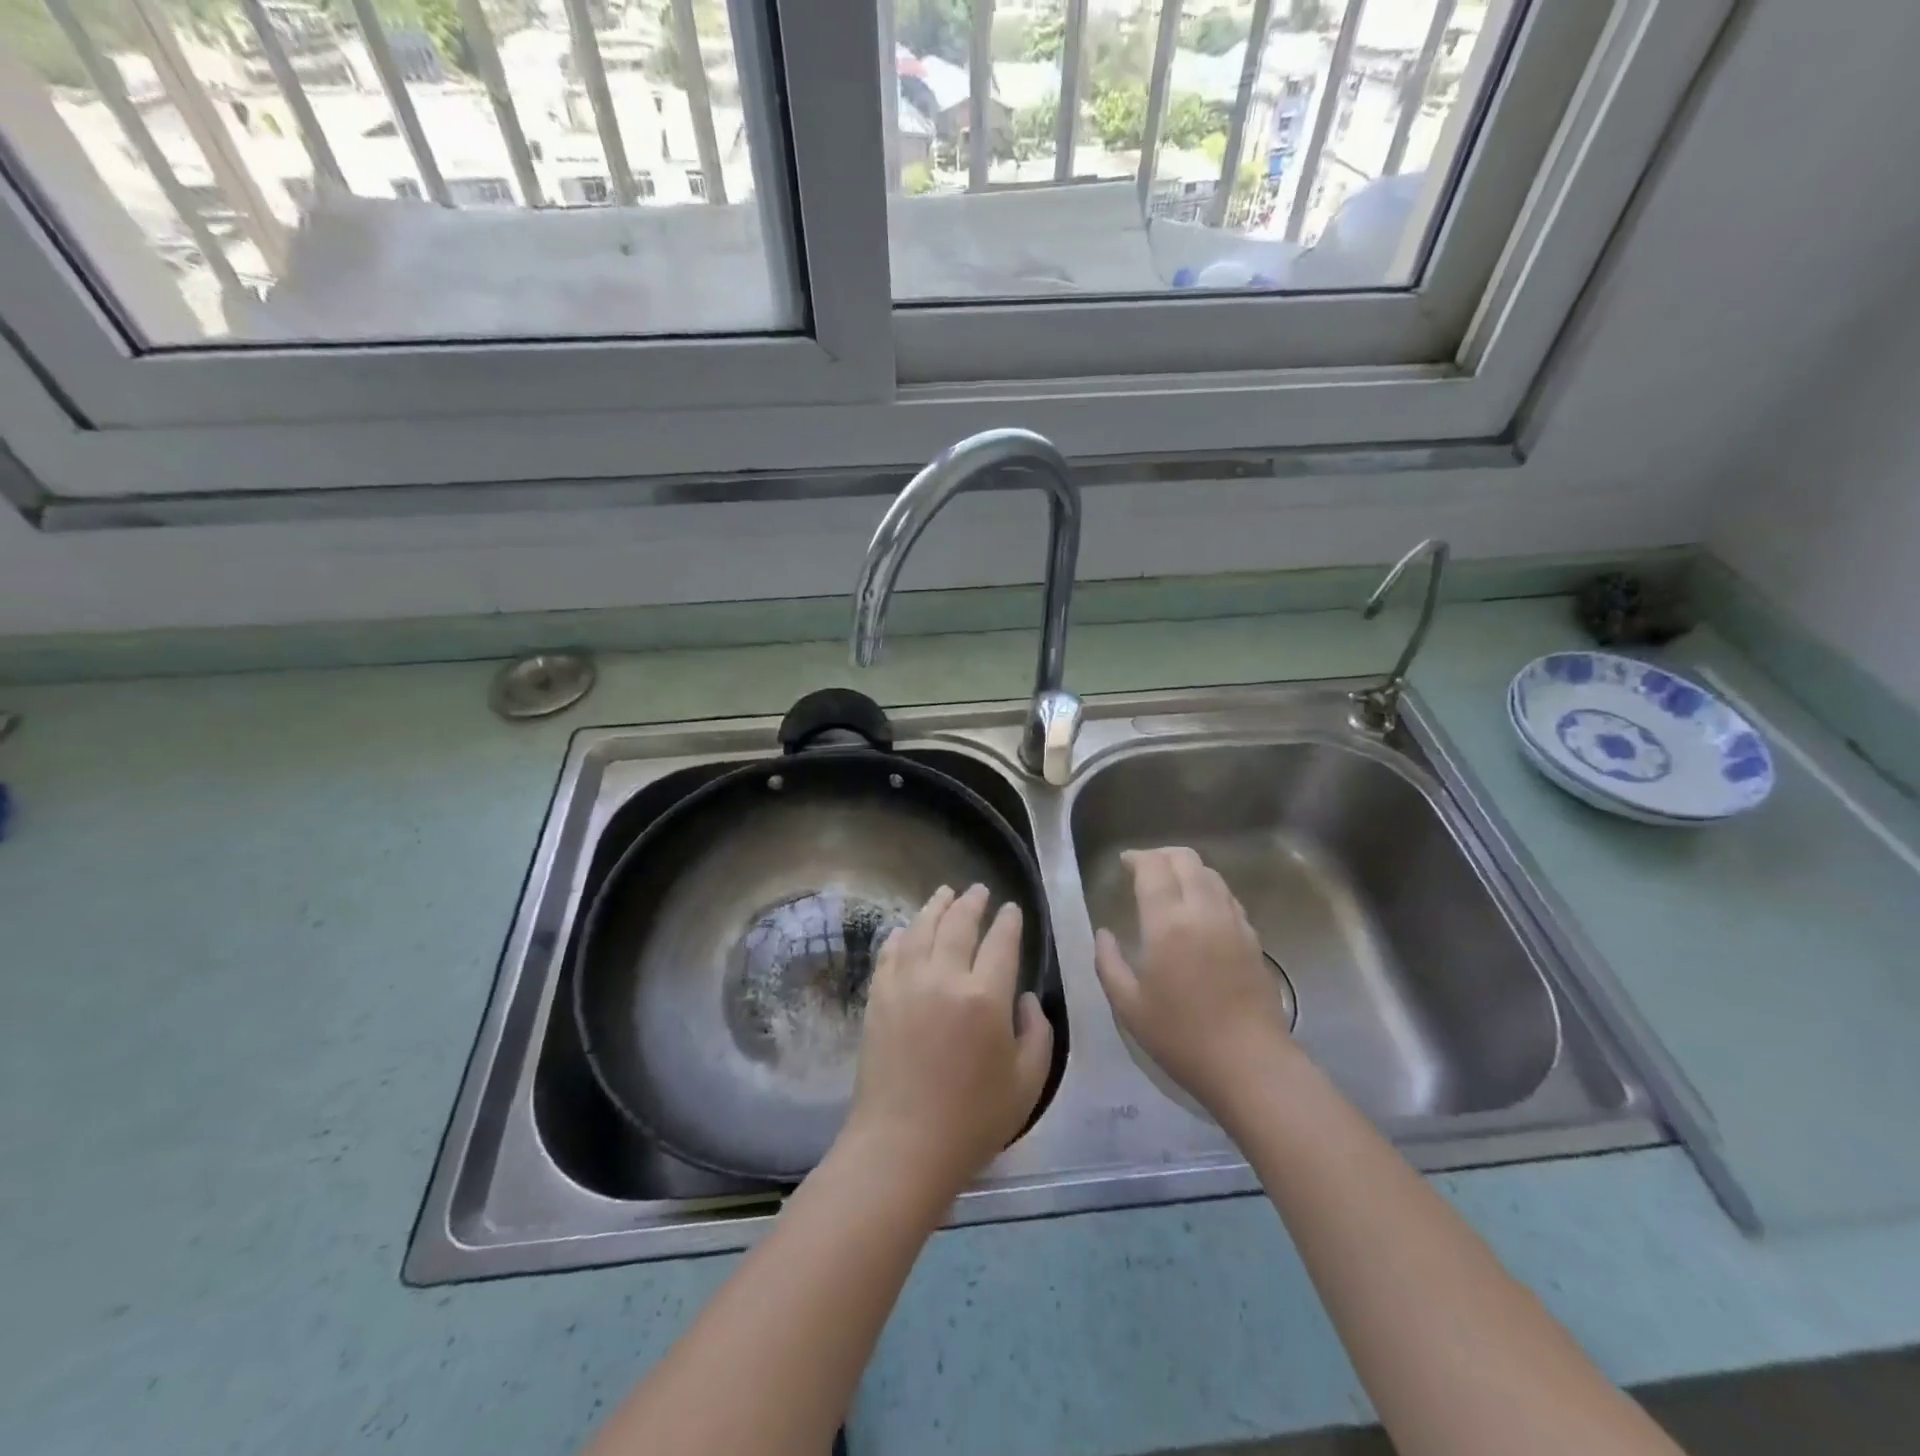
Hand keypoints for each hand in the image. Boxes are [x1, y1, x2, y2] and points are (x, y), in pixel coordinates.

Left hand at [844, 884, 1052, 1199]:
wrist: (902, 1145)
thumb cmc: (973, 1120)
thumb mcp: (1028, 1083)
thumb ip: (1037, 1033)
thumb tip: (1024, 999)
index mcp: (985, 996)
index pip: (1001, 942)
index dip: (1009, 921)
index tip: (1012, 909)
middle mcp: (943, 977)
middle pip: (958, 924)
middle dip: (972, 902)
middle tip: (979, 890)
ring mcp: (905, 984)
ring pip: (922, 929)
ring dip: (936, 906)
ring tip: (945, 893)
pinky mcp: (878, 997)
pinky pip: (890, 953)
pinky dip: (902, 935)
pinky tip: (907, 929)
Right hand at [1094, 847, 1296, 1118]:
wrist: (1250, 1064)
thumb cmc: (1181, 1037)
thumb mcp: (1128, 1005)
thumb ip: (1108, 962)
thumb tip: (1104, 933)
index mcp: (1168, 922)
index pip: (1153, 867)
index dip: (1136, 857)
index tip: (1124, 863)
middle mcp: (1203, 911)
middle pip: (1186, 859)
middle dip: (1161, 855)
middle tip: (1143, 868)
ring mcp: (1233, 922)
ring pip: (1211, 873)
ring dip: (1187, 869)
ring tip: (1170, 886)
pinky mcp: (1253, 938)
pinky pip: (1228, 897)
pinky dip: (1208, 889)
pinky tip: (1199, 911)